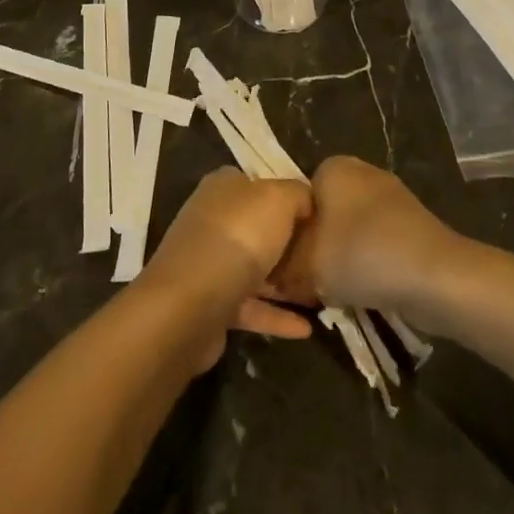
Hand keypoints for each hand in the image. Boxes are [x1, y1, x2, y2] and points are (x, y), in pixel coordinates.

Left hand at [137, 169, 314, 370]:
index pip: (258, 184)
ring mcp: (209, 263)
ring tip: (321, 293)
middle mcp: (212, 220)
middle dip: (288, 241)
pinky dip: (276, 316)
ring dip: (284, 281)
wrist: (189, 305)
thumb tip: (307, 200)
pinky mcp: (210, 304)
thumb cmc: (237, 238)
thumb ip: (297, 194)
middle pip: (257, 227)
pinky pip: (250, 306)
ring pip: (253, 268)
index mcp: (223, 188)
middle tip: (324, 256)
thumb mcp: (277, 199)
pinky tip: (306, 329)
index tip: (317, 215)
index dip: (287, 196)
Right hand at [272, 156, 462, 316]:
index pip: (295, 196)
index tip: (284, 263)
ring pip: (349, 231)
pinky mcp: (413, 225)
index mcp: (333, 166)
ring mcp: (391, 198)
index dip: (287, 232)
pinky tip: (364, 292)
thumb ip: (282, 266)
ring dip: (341, 259)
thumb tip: (270, 275)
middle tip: (304, 280)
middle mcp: (362, 172)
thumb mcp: (306, 265)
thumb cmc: (362, 255)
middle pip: (323, 214)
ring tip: (334, 291)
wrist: (437, 277)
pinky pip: (376, 244)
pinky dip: (368, 265)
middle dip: (314, 246)